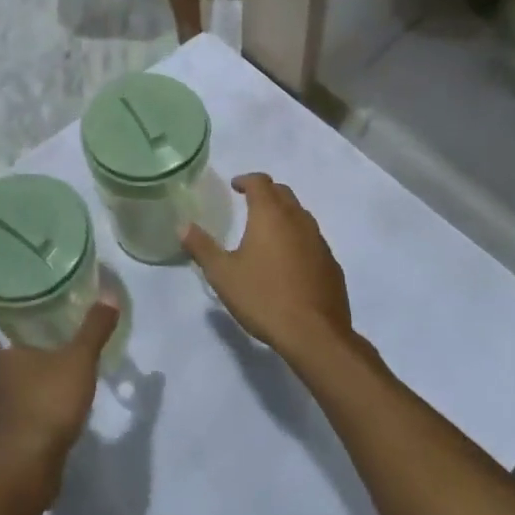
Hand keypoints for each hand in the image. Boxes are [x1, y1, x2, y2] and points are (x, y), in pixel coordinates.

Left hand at [0, 298, 121, 495]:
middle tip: (69, 360)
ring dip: (41, 394)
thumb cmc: (49, 403)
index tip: (61, 335)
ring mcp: (0, 413)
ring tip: (68, 391)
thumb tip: (109, 293)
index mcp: (9, 354)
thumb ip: (94, 329)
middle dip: (43, 365)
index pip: (24, 336)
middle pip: (24, 365)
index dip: (43, 335)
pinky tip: (57, 422)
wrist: (26, 467)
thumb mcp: (79, 359)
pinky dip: (40, 419)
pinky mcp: (8, 441)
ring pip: (24, 394)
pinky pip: (27, 420)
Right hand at [183, 174, 353, 362]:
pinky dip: (298, 238)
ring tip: (267, 231)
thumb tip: (183, 226)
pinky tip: (289, 261)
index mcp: (270, 215)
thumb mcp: (223, 274)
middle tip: (249, 203)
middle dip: (266, 193)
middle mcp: (298, 220)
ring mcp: (319, 241)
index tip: (234, 186)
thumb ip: (202, 247)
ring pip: (301, 215)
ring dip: (284, 214)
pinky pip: (312, 239)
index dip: (246, 180)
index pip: (260, 182)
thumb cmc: (263, 297)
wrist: (314, 334)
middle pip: (283, 193)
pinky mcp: (331, 264)